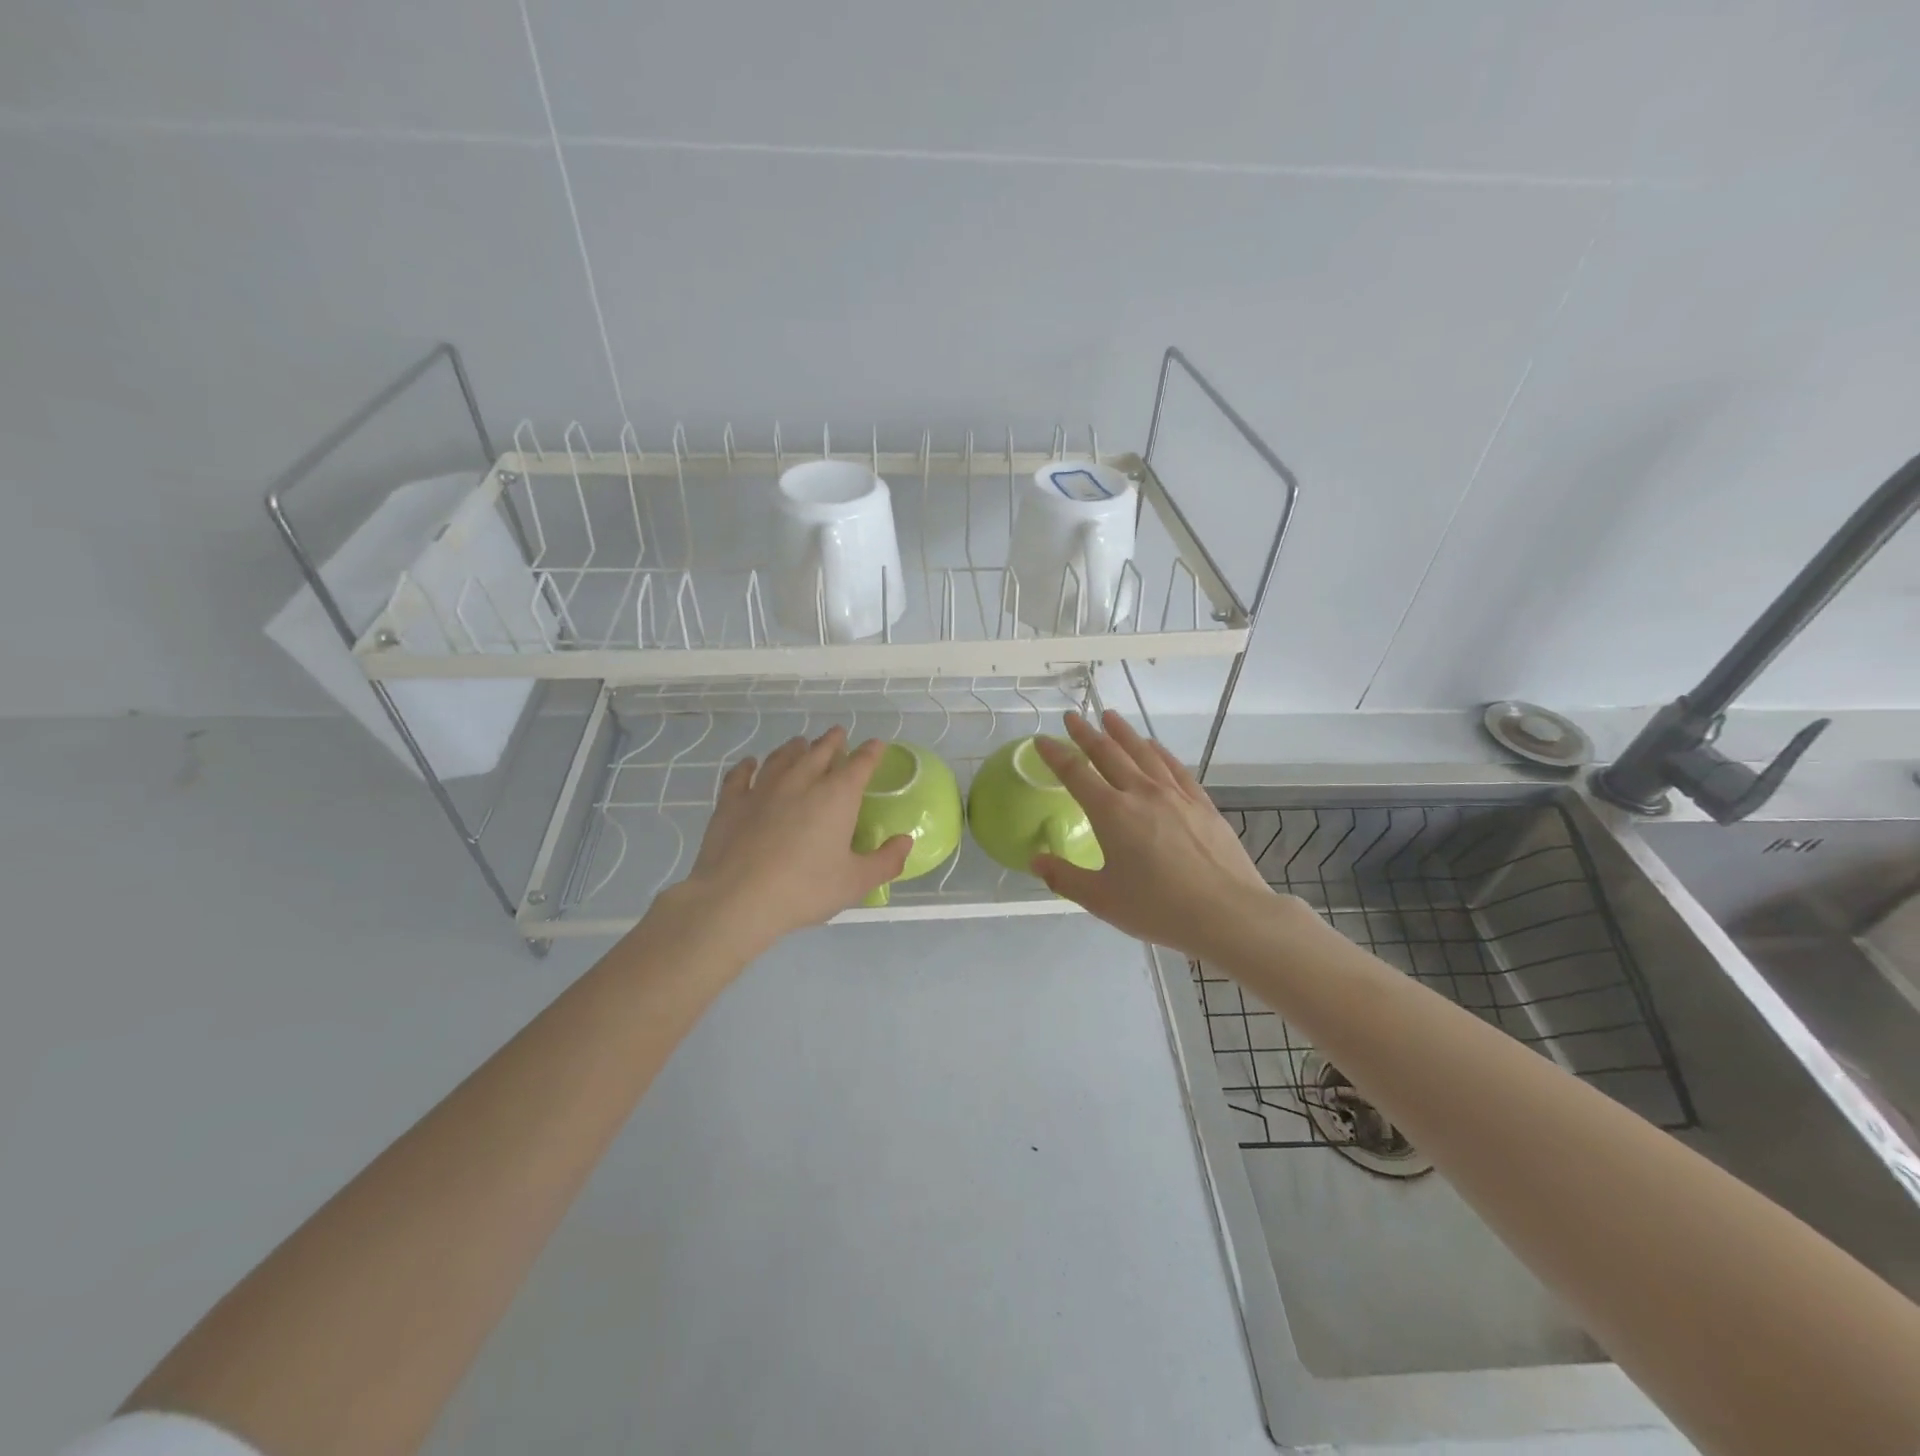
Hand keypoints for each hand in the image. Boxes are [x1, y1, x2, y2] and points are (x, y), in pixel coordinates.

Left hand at [660, 727, 911, 950]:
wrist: (737, 899)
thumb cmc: (805, 889)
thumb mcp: (855, 882)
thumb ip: (885, 861)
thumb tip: (905, 842)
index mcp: (836, 796)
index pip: (860, 764)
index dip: (871, 752)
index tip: (876, 744)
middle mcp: (801, 782)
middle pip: (819, 752)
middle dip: (832, 741)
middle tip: (838, 734)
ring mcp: (763, 789)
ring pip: (782, 758)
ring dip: (794, 748)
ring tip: (800, 743)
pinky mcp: (731, 803)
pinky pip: (741, 775)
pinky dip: (747, 766)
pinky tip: (749, 764)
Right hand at [1031, 710, 1280, 957]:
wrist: (1227, 913)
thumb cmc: (1159, 909)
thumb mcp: (1102, 900)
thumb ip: (1065, 878)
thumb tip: (1036, 861)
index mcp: (1111, 813)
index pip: (1075, 773)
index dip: (1055, 754)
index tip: (1042, 740)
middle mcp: (1141, 793)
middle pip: (1109, 754)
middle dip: (1086, 734)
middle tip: (1072, 717)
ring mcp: (1175, 795)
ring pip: (1144, 753)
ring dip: (1123, 733)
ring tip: (1110, 716)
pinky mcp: (1201, 804)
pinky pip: (1175, 767)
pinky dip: (1160, 751)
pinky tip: (1154, 746)